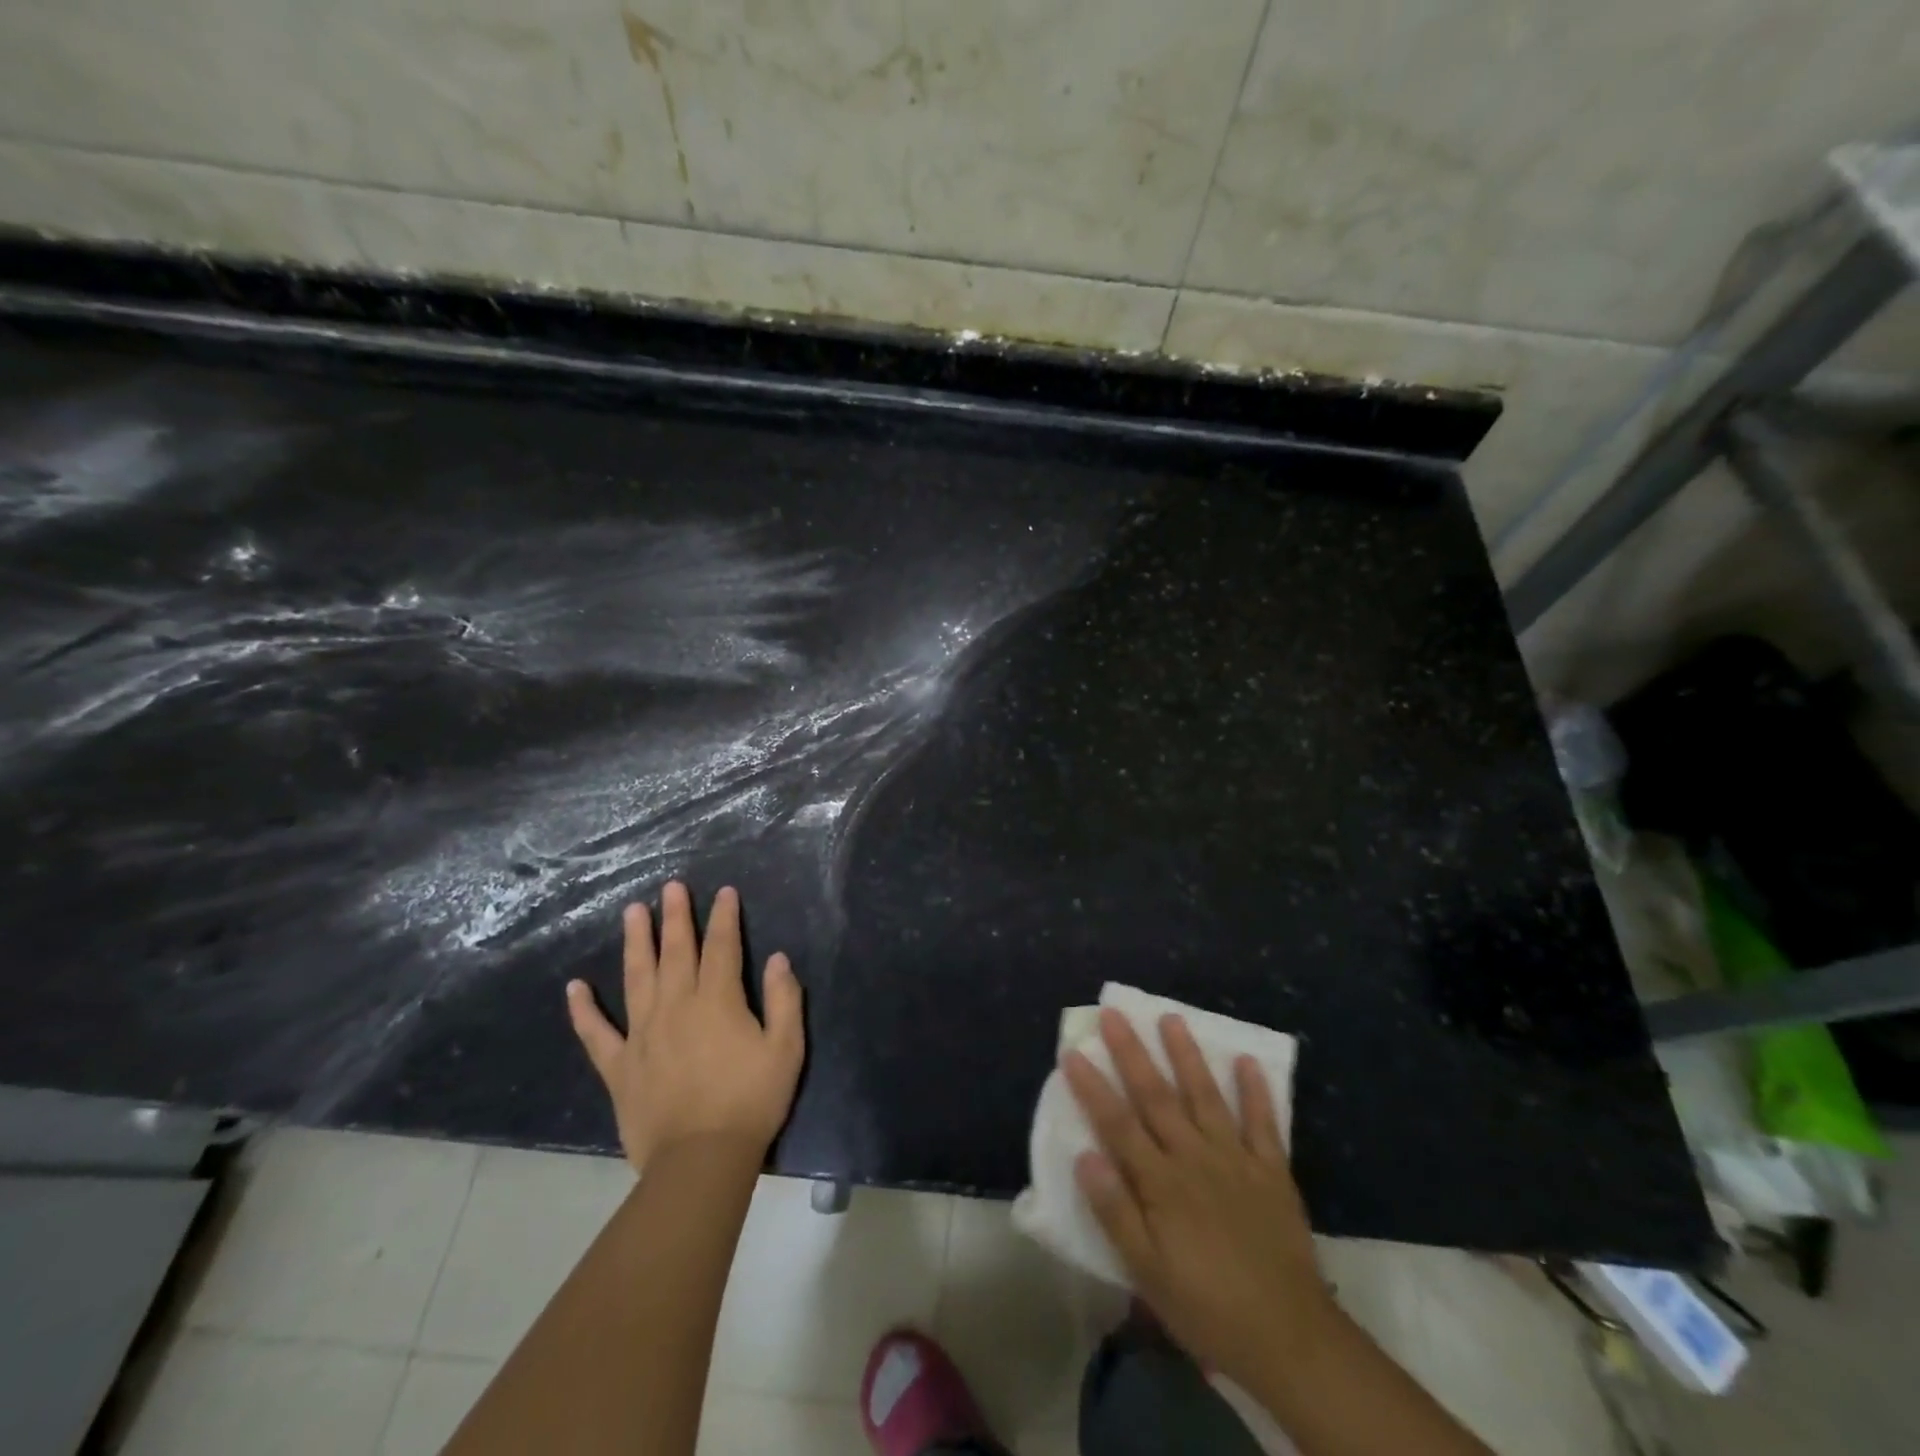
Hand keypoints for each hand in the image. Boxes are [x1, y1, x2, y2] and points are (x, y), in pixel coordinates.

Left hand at [567, 881, 804, 1172]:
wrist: (700, 1161)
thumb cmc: (751, 1102)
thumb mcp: (786, 1049)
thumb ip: (783, 1000)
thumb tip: (777, 959)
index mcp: (717, 1001)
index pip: (722, 947)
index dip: (724, 917)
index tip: (723, 892)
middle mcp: (676, 1007)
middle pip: (676, 952)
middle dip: (676, 917)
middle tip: (671, 886)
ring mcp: (642, 1035)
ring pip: (636, 977)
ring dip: (636, 942)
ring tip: (632, 912)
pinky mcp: (619, 1066)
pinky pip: (596, 1033)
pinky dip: (584, 1010)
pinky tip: (575, 987)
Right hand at [1062, 1009, 1331, 1386]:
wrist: (1289, 1339)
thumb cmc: (1207, 1308)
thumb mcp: (1148, 1273)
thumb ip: (1115, 1211)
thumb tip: (1083, 1155)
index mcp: (1161, 1183)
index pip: (1117, 1124)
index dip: (1093, 1087)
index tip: (1073, 1051)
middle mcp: (1195, 1158)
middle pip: (1157, 1097)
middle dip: (1132, 1053)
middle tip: (1115, 1013)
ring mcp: (1236, 1159)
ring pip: (1206, 1096)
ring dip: (1187, 1056)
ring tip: (1172, 1018)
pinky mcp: (1272, 1171)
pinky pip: (1263, 1123)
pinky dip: (1256, 1091)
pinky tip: (1248, 1061)